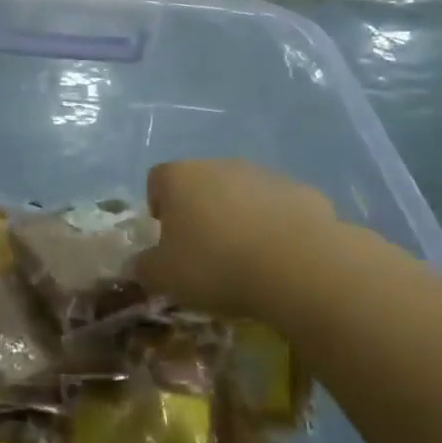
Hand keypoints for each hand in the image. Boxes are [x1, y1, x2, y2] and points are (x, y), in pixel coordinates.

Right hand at [134, 160, 340, 319]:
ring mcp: (264, 175)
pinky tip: (279, 258)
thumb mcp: (165, 277)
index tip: (166, 238)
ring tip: (245, 258)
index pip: (157, 179)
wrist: (299, 265)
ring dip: (238, 217)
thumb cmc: (216, 265)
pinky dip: (274, 226)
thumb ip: (144, 267)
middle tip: (204, 252)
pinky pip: (278, 207)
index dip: (157, 206)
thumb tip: (139, 264)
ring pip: (241, 193)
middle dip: (199, 212)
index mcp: (180, 177)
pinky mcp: (302, 191)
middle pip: (201, 183)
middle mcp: (220, 165)